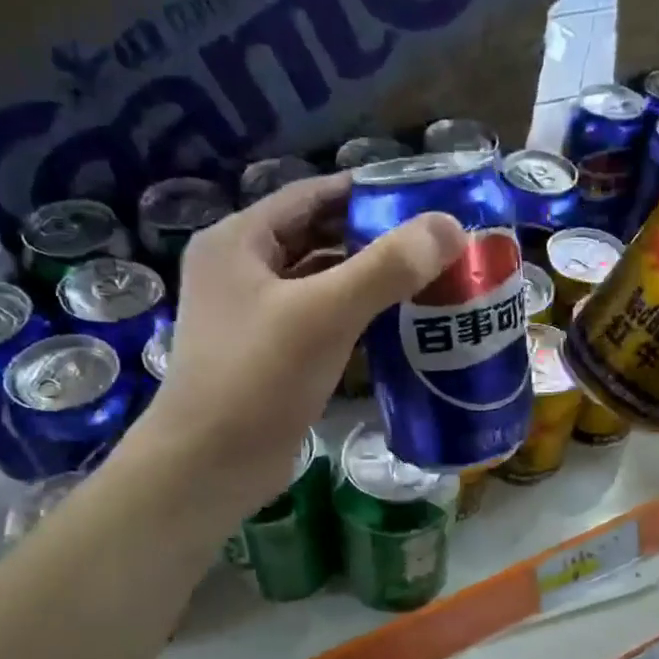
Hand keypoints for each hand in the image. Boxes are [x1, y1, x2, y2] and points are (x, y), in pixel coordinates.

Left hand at [119, 173, 465, 531]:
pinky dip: (355, 319)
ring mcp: (254, 317)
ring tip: (426, 280)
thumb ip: (386, 267)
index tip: (422, 199)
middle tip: (435, 244)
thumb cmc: (258, 378)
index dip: (365, 192)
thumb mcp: (324, 314)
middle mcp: (241, 271)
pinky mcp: (271, 357)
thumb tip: (449, 227)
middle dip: (373, 239)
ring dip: (367, 281)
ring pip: (320, 284)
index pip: (310, 196)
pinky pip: (320, 323)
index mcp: (238, 241)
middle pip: (317, 238)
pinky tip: (396, 326)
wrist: (210, 466)